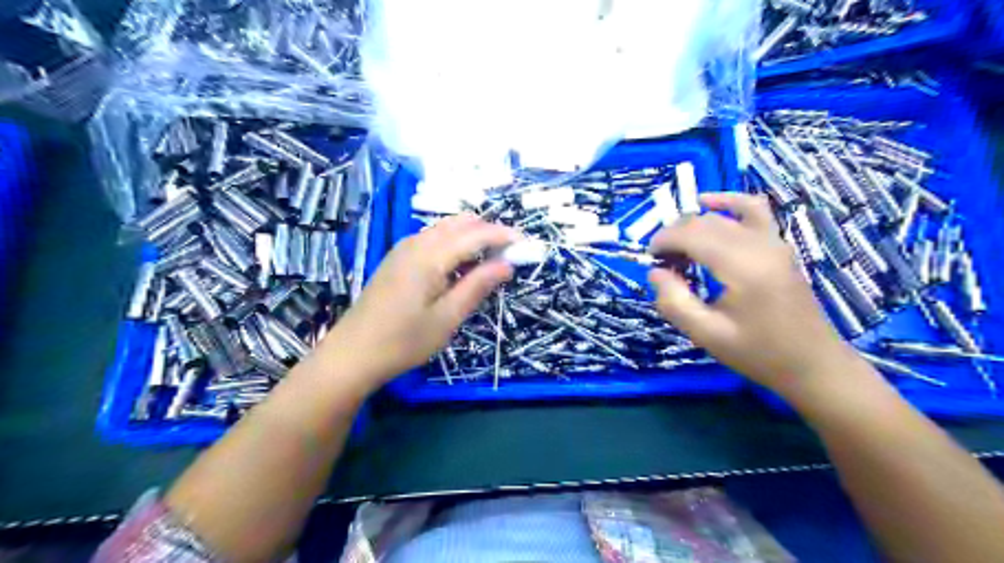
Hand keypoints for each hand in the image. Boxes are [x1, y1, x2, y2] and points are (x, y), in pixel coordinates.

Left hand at [317, 213, 517, 388]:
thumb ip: (477, 286)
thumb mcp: (448, 317)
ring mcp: (403, 248)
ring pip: (445, 228)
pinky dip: (453, 243)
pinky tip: (460, 266)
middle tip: (509, 254)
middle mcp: (416, 243)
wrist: (353, 353)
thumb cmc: (404, 341)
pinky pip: (432, 239)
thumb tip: (507, 264)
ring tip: (489, 260)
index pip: (475, 234)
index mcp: (430, 256)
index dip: (503, 235)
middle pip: (460, 223)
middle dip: (488, 231)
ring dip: (470, 237)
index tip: (526, 243)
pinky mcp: (397, 258)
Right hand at [652, 195, 862, 397]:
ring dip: (695, 224)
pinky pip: (753, 210)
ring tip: (680, 246)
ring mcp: (773, 241)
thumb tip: (656, 272)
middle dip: (675, 235)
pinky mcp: (779, 245)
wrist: (812, 364)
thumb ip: (674, 302)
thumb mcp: (706, 334)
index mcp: (741, 266)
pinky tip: (710, 203)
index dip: (663, 240)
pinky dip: (728, 202)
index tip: (649, 259)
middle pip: (704, 222)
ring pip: (723, 216)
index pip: (691, 234)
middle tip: (663, 263)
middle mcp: (758, 245)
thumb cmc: (757, 353)